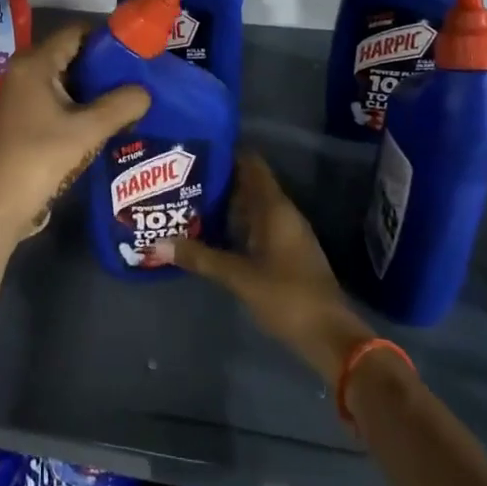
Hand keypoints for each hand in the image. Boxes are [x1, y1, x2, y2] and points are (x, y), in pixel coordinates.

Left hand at [0, 25, 150, 254]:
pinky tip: (106, 121)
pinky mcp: (24, 117)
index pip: (76, 32)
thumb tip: (146, 92)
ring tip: (129, 100)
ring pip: (66, 79)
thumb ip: (122, 104)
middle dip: (105, 66)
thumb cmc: (43, 156)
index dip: (108, 39)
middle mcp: (25, 70)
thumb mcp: (89, 129)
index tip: (137, 54)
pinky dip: (81, 105)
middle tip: (139, 79)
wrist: (1, 203)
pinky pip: (58, 99)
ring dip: (95, 90)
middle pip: (72, 55)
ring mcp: (22, 95)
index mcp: (36, 62)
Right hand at [145, 151, 372, 384]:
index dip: (226, 152)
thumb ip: (200, 258)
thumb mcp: (238, 276)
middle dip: (217, 179)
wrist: (329, 336)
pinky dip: (234, 224)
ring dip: (224, 203)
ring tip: (186, 200)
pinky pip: (255, 226)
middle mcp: (282, 213)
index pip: (251, 164)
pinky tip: (209, 232)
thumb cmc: (287, 296)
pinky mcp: (285, 253)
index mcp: (275, 208)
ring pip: (251, 206)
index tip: (194, 149)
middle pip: (248, 183)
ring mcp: (286, 233)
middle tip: (179, 176)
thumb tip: (157, 243)